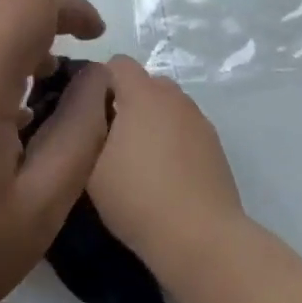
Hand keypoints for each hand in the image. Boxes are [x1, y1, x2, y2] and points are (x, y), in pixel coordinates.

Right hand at [87, 56, 246, 298]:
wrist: (201, 239)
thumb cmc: (138, 197)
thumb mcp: (91, 168)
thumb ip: (86, 130)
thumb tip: (88, 115)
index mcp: (143, 93)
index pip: (117, 63)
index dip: (99, 82)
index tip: (88, 113)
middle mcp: (173, 97)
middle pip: (144, 84)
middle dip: (126, 102)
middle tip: (110, 140)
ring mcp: (198, 119)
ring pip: (166, 107)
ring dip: (151, 122)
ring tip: (138, 162)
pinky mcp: (215, 145)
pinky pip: (185, 130)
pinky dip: (172, 142)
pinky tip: (165, 178)